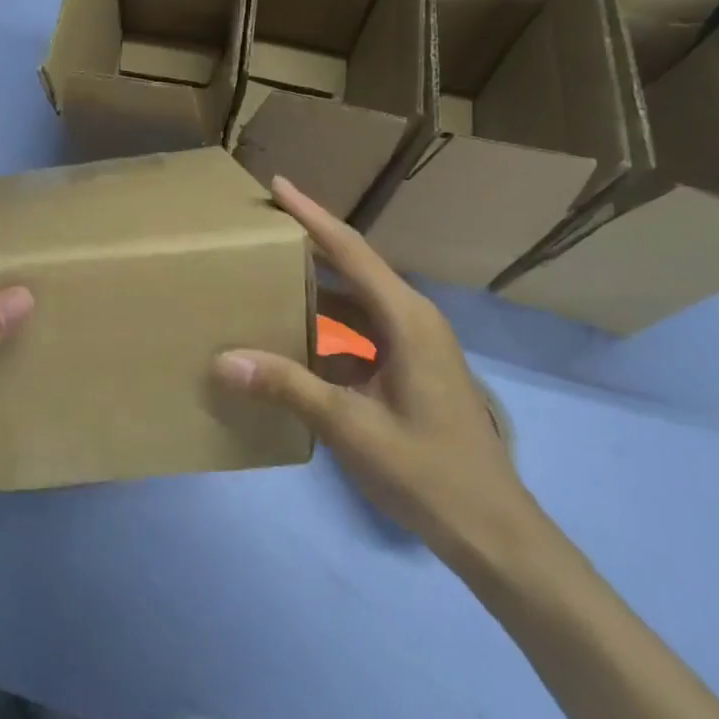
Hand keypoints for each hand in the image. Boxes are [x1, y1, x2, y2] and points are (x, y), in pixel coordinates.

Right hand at [214, 178, 536, 567]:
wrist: (493, 533)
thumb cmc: (428, 472)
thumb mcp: (352, 426)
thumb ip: (288, 386)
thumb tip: (224, 359)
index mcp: (406, 319)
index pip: (350, 251)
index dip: (311, 215)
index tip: (277, 185)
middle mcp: (412, 320)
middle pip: (353, 268)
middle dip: (309, 245)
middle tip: (261, 228)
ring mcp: (414, 345)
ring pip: (356, 303)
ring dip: (316, 290)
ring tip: (266, 277)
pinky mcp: (410, 369)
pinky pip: (360, 333)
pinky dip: (326, 329)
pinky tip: (292, 340)